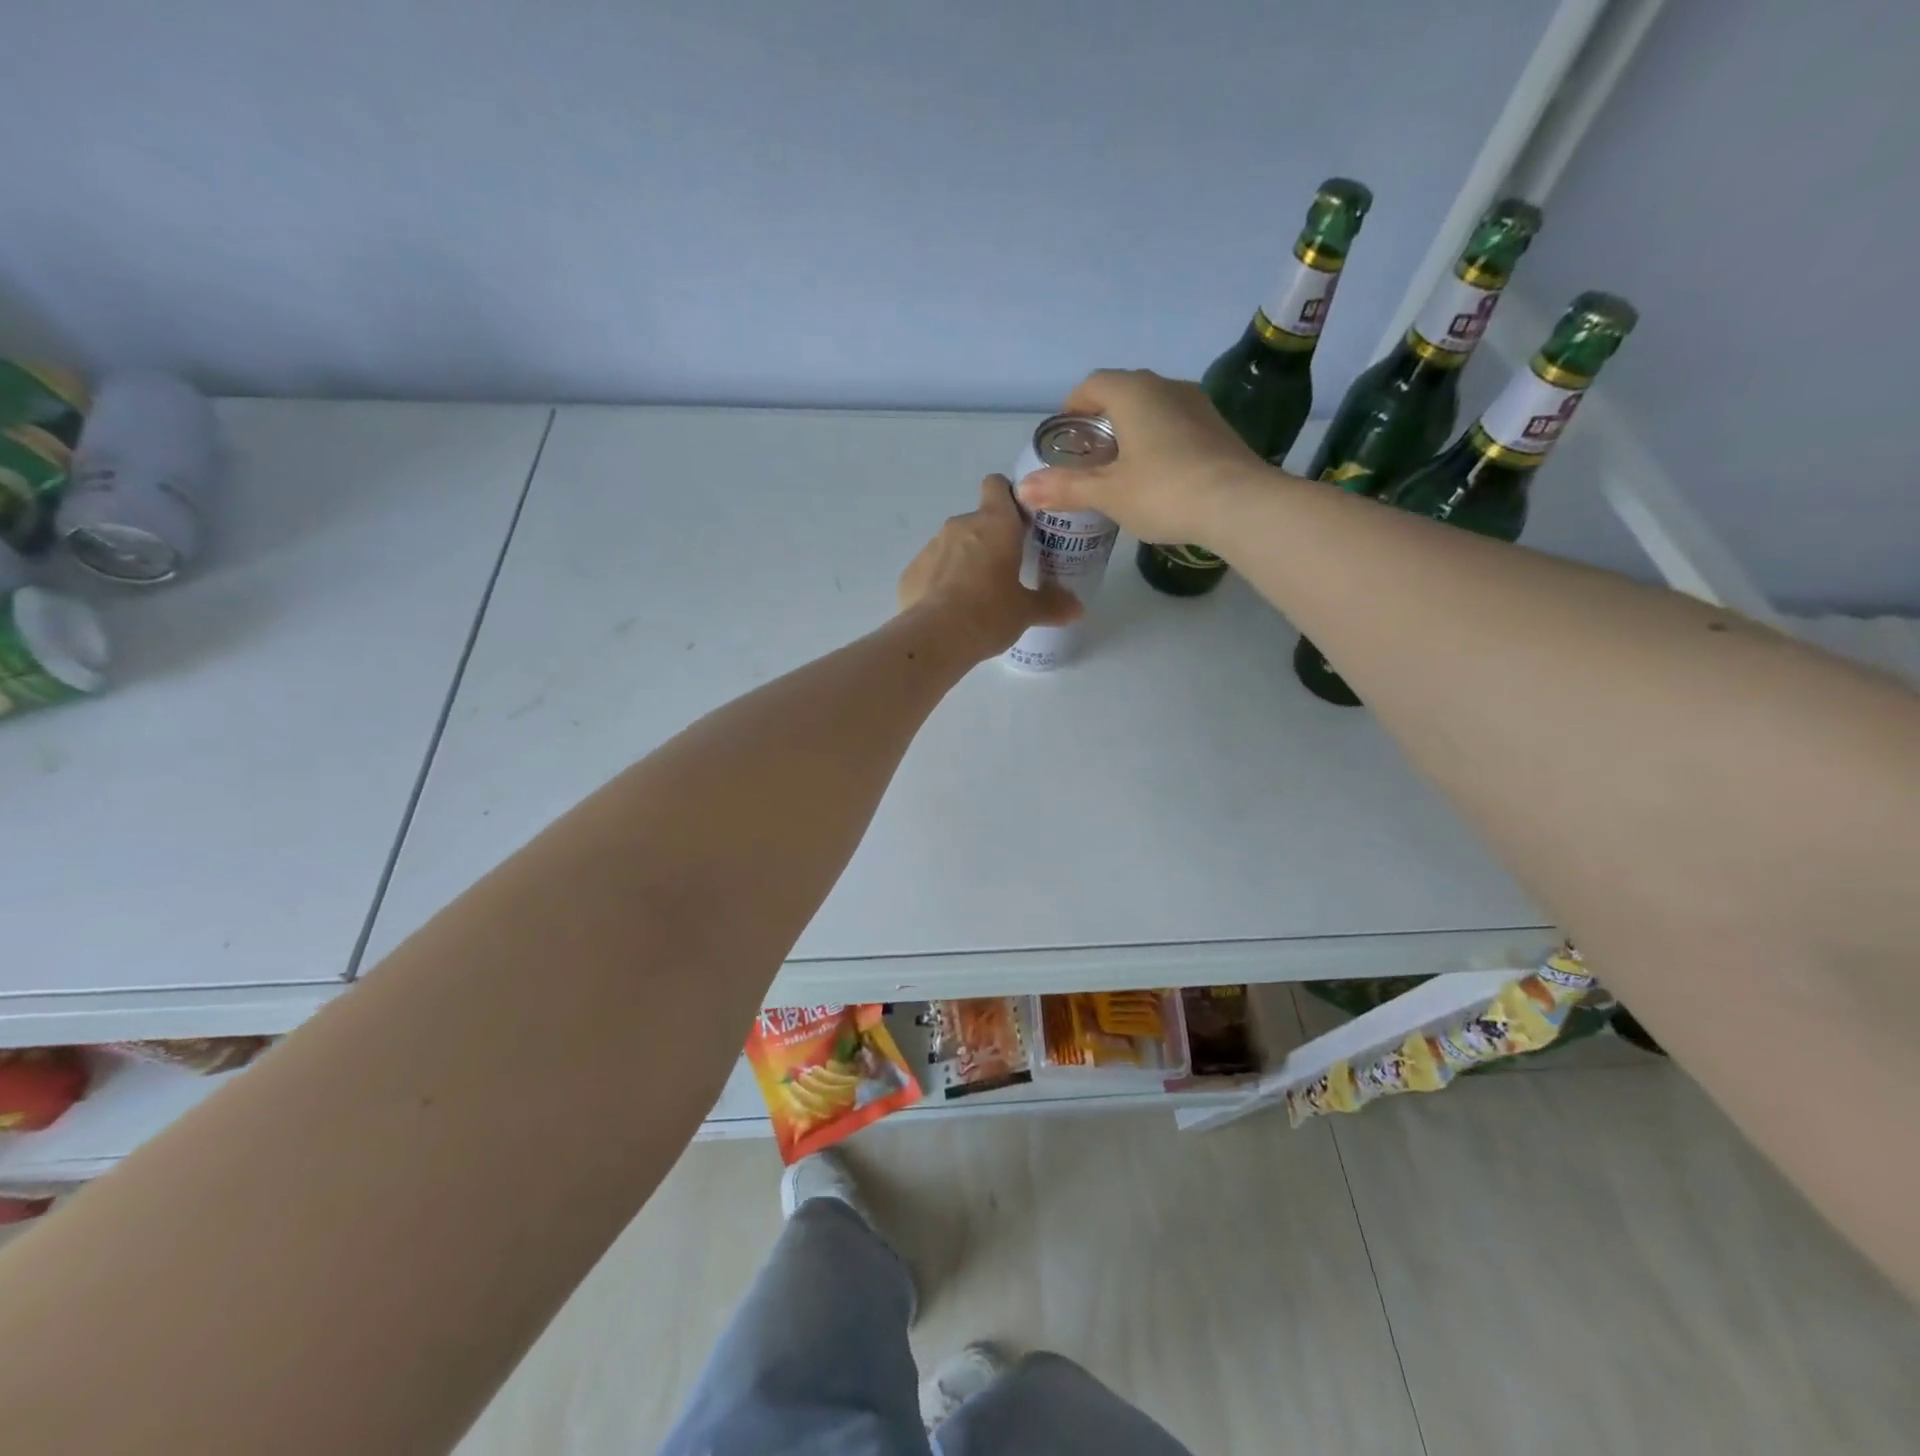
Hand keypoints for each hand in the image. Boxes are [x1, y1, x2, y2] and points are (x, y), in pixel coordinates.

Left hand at [897, 475, 1080, 659]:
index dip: (1008, 498)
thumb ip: (1052, 604)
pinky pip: (932, 569)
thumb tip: (1077, 608)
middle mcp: (960, 525)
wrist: (934, 638)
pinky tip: (949, 609)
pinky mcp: (911, 571)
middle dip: (990, 540)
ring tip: (976, 596)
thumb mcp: (1026, 612)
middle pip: (978, 520)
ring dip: (965, 561)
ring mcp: (931, 546)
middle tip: (1006, 571)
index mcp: (995, 524)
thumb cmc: (989, 613)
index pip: (997, 485)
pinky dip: (941, 582)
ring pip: (953, 544)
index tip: (1020, 522)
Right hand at [1014, 369, 1272, 546]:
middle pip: (1122, 394)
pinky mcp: (1217, 427)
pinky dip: (1158, 441)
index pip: (1092, 384)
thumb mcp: (1108, 493)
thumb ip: (1065, 488)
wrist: (1239, 504)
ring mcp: (1197, 404)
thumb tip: (1023, 490)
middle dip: (1100, 421)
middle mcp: (1166, 386)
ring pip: (1152, 408)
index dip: (1072, 408)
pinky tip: (1156, 476)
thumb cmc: (1164, 491)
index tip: (1064, 439)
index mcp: (1133, 392)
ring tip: (1120, 470)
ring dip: (1131, 431)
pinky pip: (1175, 424)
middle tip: (1088, 459)